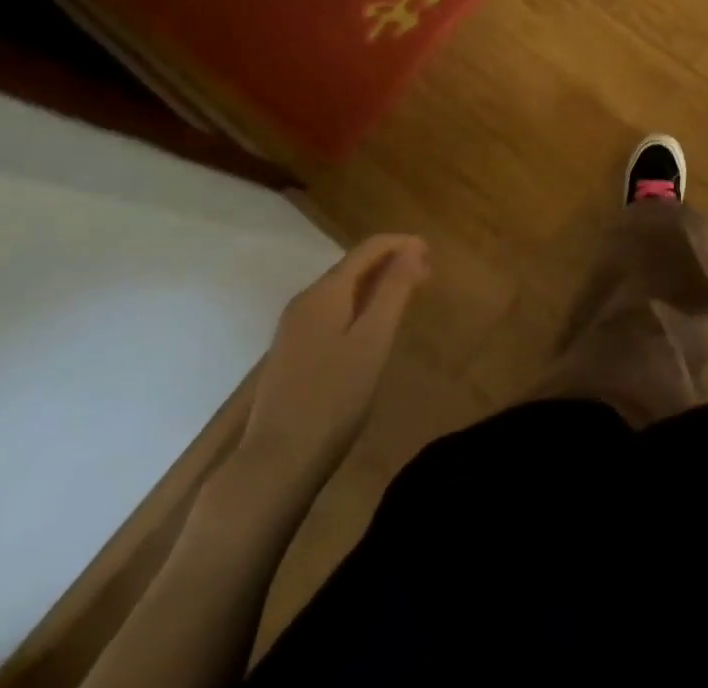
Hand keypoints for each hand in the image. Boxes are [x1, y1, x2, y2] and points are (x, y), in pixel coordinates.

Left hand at [237, 234, 429, 494]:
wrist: (274, 464)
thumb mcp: (373, 340)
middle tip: (427, 277)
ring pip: (342, 290)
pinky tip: (372, 328)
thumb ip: (394, 290)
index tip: (433, 253)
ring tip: (406, 298)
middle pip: (353, 267)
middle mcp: (305, 301)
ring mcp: (294, 328)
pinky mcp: (292, 353)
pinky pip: (332, 312)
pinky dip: (360, 306)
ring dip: (376, 286)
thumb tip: (413, 249)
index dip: (402, 244)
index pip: (368, 249)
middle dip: (391, 264)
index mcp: (325, 292)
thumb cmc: (332, 398)